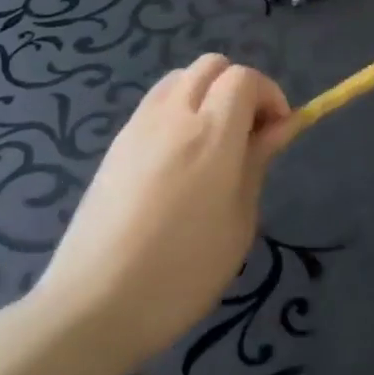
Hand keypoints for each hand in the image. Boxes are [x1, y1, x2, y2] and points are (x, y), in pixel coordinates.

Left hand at [35, 55, 291, 367]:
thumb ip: (257, 161)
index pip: (244, 78)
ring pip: (179, 79)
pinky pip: (154, 105)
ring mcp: (137, 130)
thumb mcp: (239, 219)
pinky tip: (181, 159)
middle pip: (211, 66)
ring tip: (215, 142)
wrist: (92, 308)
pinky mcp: (114, 148)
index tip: (278, 131)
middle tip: (249, 132)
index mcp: (211, 134)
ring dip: (206, 95)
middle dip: (239, 87)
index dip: (269, 95)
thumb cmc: (184, 270)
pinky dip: (178, 112)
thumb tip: (280, 125)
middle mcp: (172, 118)